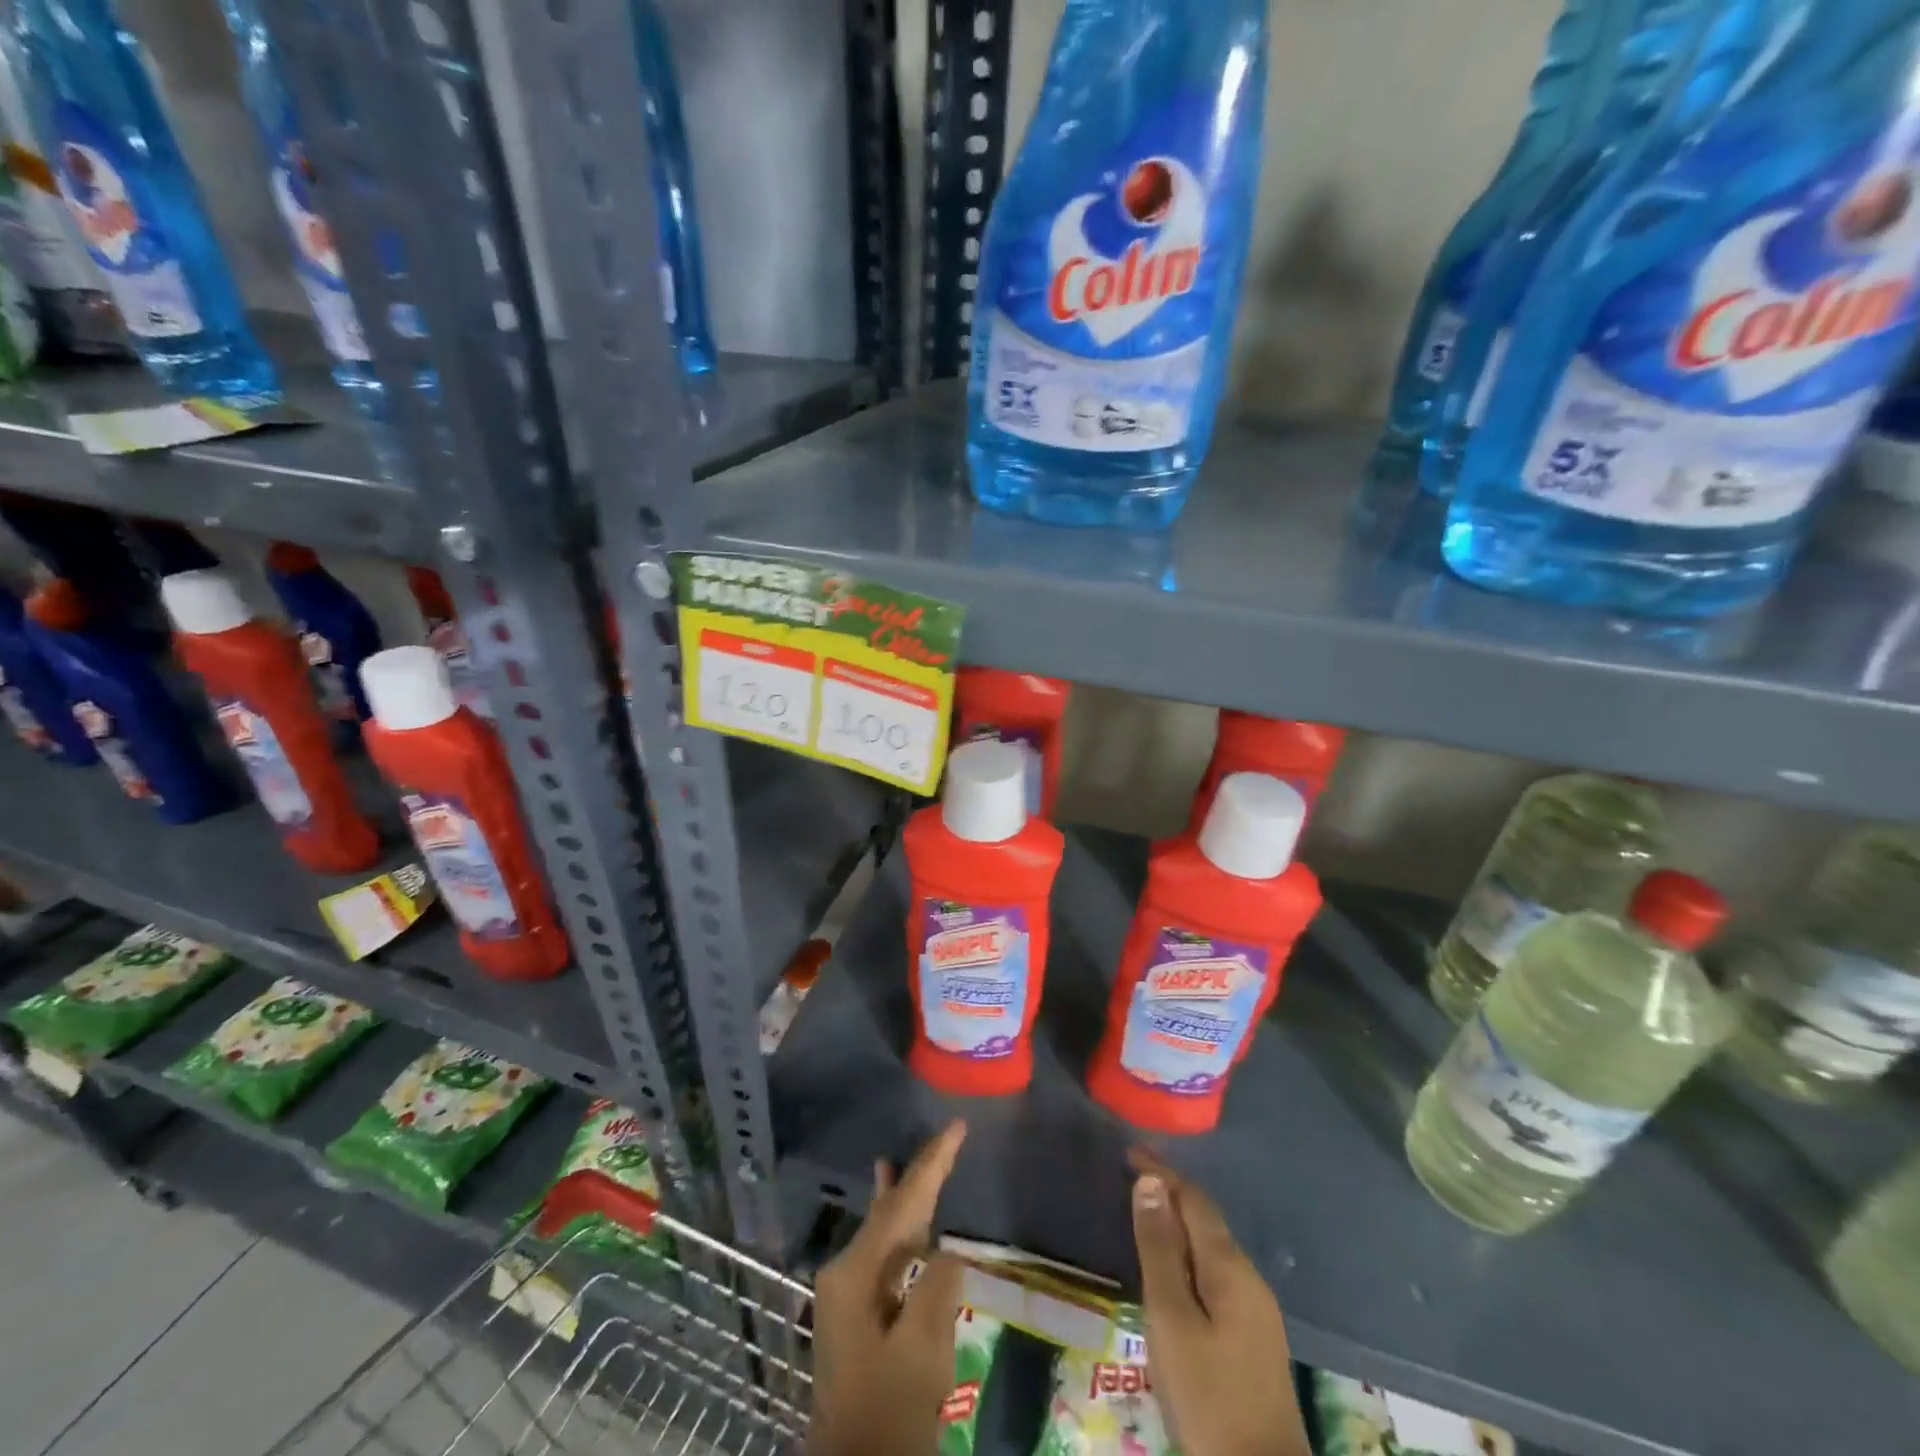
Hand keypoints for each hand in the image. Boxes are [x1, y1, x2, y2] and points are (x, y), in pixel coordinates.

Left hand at [808, 1120, 967, 1455]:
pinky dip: (898, 1229)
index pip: (903, 1203)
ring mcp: (847, 1293)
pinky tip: (896, 1218)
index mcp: (856, 1271)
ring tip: (909, 1162)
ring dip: (905, 1198)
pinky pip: (883, 1254)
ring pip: (884, 1230)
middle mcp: (845, 1271)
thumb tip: (947, 1252)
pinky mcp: (856, 1315)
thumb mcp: (922, 1350)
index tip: (956, 1127)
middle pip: (891, 1210)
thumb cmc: (888, 1409)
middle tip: (946, 1137)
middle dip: (919, 1174)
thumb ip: (937, 1287)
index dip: (933, 1162)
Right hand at [1130, 1150, 1310, 1455]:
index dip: (1161, 1172)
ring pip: (1212, 1247)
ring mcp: (1256, 1310)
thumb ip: (1159, 1250)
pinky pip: (1216, 1273)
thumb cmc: (1208, 1396)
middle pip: (1206, 1219)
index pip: (1193, 1199)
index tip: (1128, 1151)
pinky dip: (1189, 1254)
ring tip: (1145, 1213)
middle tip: (1131, 1175)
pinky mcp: (1253, 1337)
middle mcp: (1249, 1278)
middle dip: (1171, 1192)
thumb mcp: (1171, 1319)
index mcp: (1230, 1267)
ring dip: (1179, 1223)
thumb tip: (1150, 1182)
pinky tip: (1172, 1267)